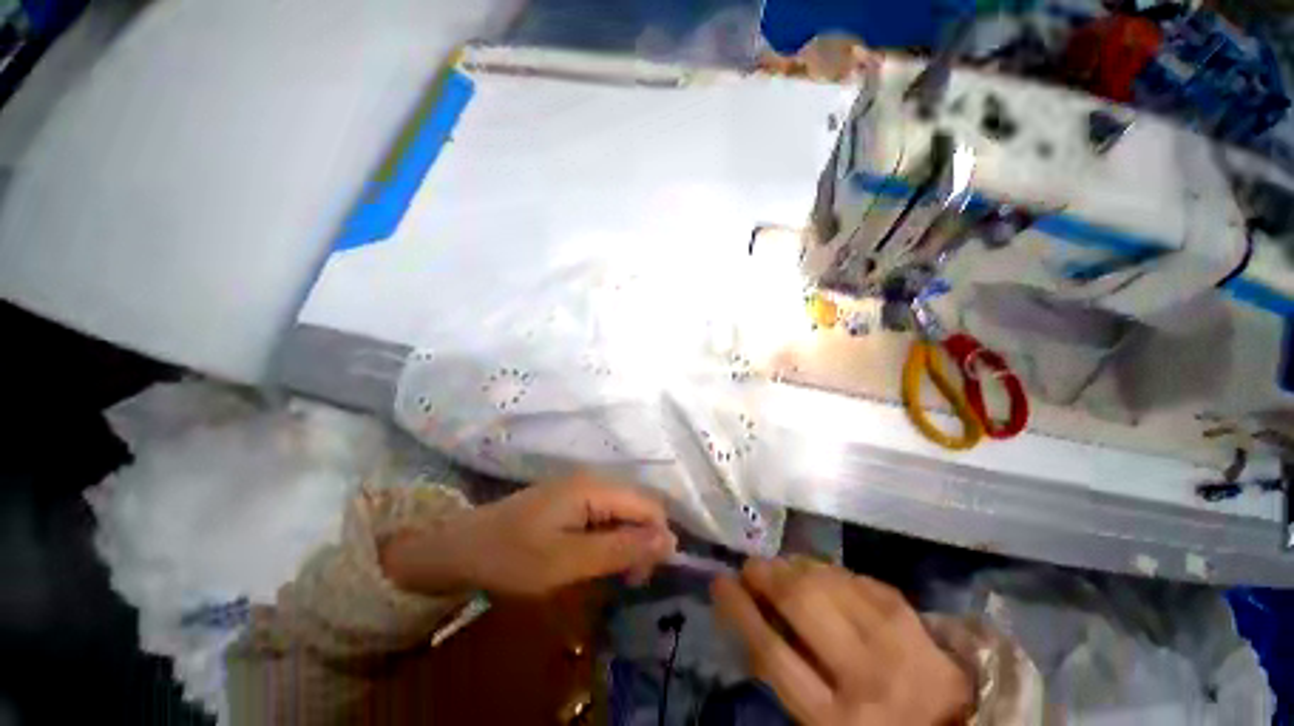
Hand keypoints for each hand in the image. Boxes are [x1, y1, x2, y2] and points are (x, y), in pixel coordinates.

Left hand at [381, 473, 676, 597]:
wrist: (459, 548)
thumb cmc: (511, 557)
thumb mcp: (567, 561)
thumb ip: (620, 549)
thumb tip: (670, 542)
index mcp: (595, 487)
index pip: (649, 505)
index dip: (658, 539)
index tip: (643, 577)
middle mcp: (594, 480)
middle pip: (639, 506)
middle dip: (644, 542)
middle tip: (628, 581)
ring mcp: (582, 488)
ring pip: (624, 512)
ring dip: (627, 542)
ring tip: (612, 574)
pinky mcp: (572, 500)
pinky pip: (606, 515)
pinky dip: (610, 539)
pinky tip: (596, 559)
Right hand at [713, 558, 971, 724]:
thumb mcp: (821, 723)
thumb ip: (786, 676)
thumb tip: (752, 615)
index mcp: (836, 720)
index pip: (771, 652)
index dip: (739, 610)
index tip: (719, 582)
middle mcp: (866, 675)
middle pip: (800, 603)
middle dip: (765, 576)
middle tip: (750, 568)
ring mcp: (894, 638)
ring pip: (825, 580)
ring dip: (791, 565)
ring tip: (778, 566)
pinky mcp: (909, 613)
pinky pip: (852, 576)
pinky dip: (824, 569)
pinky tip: (814, 571)